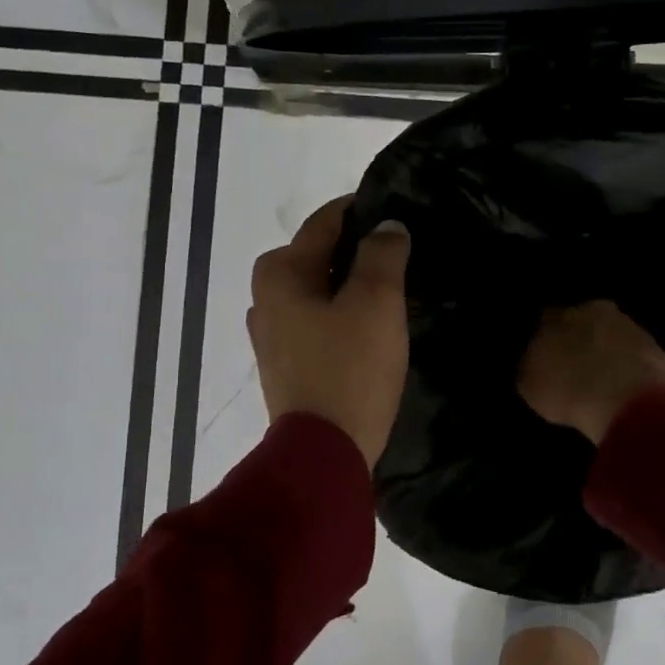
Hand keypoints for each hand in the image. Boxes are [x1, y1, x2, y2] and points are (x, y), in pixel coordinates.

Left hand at [248, 197, 410, 467]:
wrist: (324, 453)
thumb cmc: (350, 368)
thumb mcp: (376, 302)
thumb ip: (382, 254)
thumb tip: (388, 226)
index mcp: (280, 273)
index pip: (324, 222)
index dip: (362, 212)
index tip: (397, 213)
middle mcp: (265, 297)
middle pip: (316, 256)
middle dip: (355, 251)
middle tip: (399, 256)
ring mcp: (271, 335)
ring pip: (316, 291)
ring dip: (347, 285)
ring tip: (389, 290)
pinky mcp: (285, 365)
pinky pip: (315, 322)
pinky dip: (339, 315)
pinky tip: (367, 328)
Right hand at [518, 300, 664, 445]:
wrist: (624, 401)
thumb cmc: (567, 390)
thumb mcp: (530, 384)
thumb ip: (532, 365)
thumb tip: (536, 360)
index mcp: (557, 315)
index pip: (547, 318)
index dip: (548, 337)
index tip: (548, 356)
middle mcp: (593, 311)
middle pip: (584, 321)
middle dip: (581, 338)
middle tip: (577, 365)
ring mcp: (628, 326)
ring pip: (613, 334)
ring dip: (608, 351)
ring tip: (603, 380)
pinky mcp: (655, 347)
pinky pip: (636, 354)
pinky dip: (630, 366)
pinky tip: (625, 388)